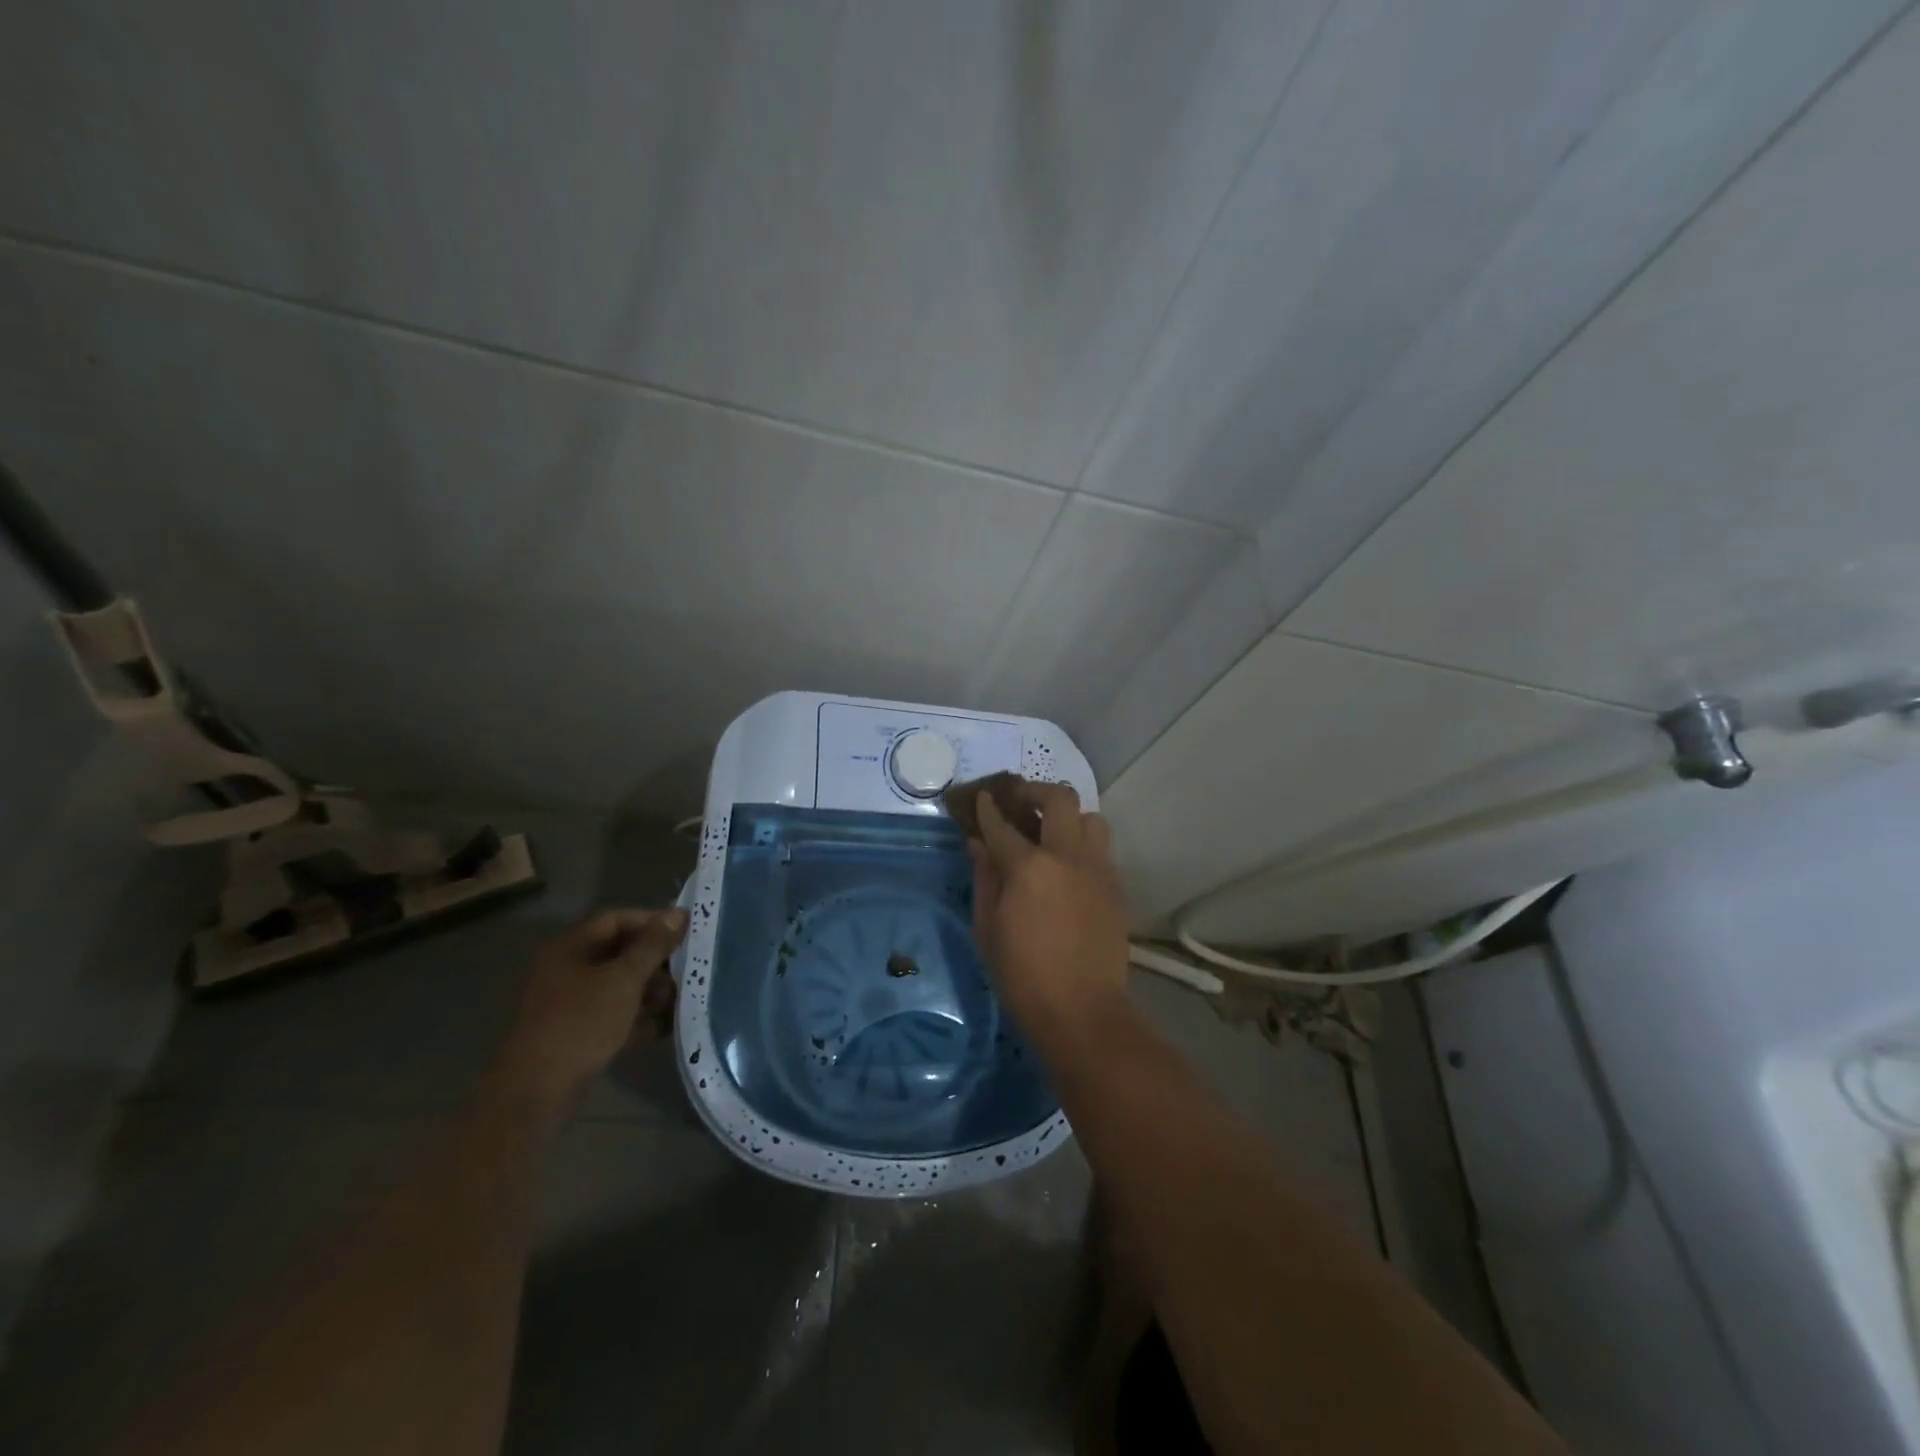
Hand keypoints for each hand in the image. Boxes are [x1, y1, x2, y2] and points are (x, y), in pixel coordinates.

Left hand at [492, 908, 687, 1126]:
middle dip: (655, 961)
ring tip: (677, 1002)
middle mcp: (567, 970)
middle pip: (619, 953)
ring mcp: (570, 1004)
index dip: (652, 921)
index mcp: (570, 948)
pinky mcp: (577, 1034)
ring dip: (650, 992)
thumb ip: (653, 946)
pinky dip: (637, 1018)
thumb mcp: (623, 979)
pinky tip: (663, 1027)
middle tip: (686, 970)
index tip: (686, 931)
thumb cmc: (581, 1023)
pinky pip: (614, 1015)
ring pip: (619, 986)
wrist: (537, 1092)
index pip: (616, 920)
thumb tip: (678, 914)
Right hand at [968, 781, 1130, 1046]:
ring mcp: (1098, 869)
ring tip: (1051, 833)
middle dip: (1036, 791)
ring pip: (1091, 819)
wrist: (1082, 1012)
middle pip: (1060, 799)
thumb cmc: (1022, 975)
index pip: (1003, 824)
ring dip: (1069, 817)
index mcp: (1029, 867)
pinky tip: (1068, 866)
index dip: (989, 807)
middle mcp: (1068, 856)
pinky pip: (1101, 849)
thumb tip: (978, 844)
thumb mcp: (988, 928)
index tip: (982, 797)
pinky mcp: (1116, 887)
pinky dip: (1083, 845)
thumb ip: (984, 878)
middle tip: (1019, 800)